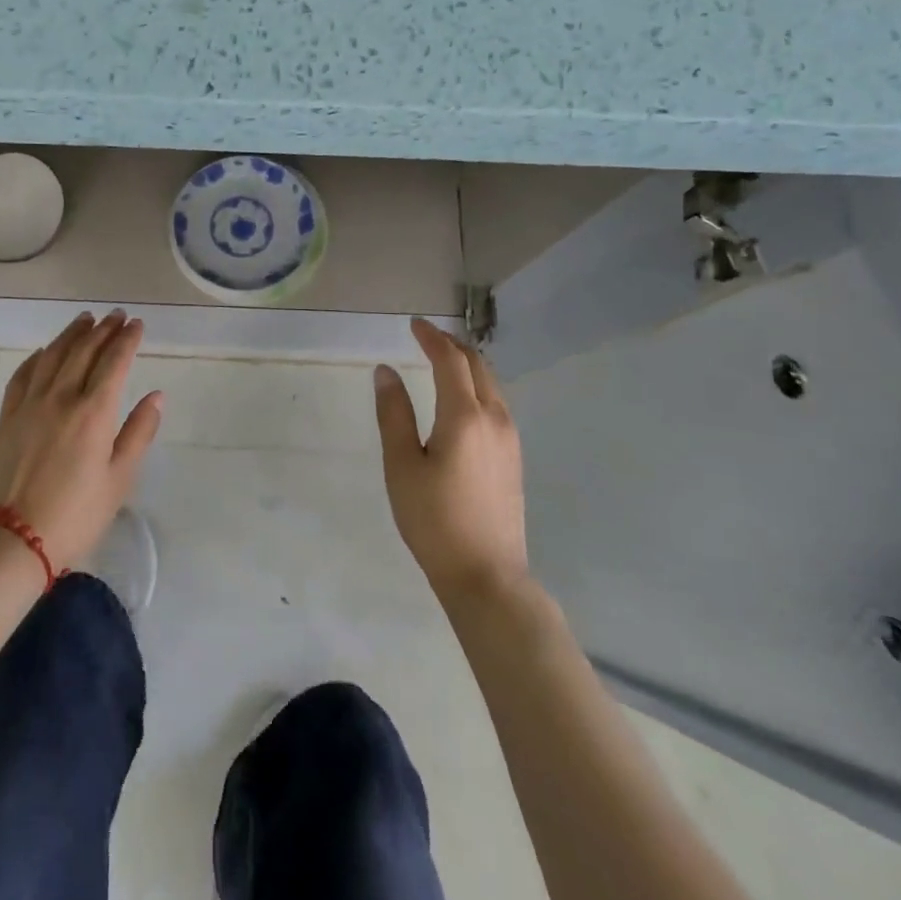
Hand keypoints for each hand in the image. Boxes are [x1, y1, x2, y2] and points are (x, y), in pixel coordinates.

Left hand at [0, 311, 163, 570]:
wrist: (13, 539)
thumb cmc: (76, 514)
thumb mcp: (120, 479)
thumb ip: (139, 433)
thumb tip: (156, 396)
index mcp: (93, 412)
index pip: (114, 362)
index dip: (127, 339)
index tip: (137, 324)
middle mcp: (61, 398)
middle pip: (83, 352)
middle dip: (103, 330)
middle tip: (116, 315)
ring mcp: (30, 405)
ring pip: (52, 356)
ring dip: (71, 334)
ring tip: (85, 320)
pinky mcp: (8, 418)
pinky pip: (23, 375)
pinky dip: (37, 357)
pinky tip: (44, 351)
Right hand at [374, 317, 528, 598]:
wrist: (486, 575)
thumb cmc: (433, 519)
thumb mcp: (402, 465)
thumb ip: (394, 414)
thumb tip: (386, 371)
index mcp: (465, 416)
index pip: (450, 360)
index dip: (431, 338)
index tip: (413, 324)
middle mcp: (495, 419)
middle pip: (478, 366)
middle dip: (452, 346)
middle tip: (426, 338)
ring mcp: (510, 439)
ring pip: (492, 385)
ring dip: (468, 365)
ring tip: (443, 362)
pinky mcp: (514, 458)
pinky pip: (497, 404)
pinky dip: (478, 387)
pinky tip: (463, 400)